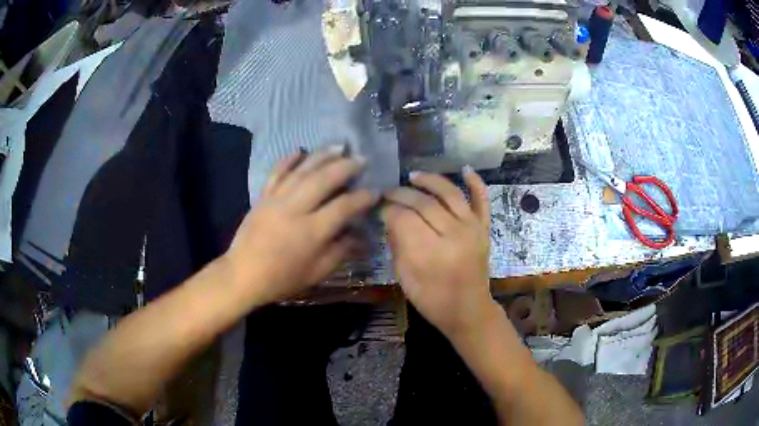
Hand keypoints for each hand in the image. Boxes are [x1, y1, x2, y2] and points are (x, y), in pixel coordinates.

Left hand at [223, 146, 377, 303]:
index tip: (375, 192)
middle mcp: (295, 209)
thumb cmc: (282, 279)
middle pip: (323, 180)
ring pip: (302, 171)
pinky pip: (276, 173)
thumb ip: (341, 252)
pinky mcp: (262, 197)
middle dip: (345, 167)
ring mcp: (276, 200)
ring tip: (339, 147)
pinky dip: (288, 160)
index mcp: (311, 232)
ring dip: (322, 156)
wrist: (243, 275)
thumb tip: (361, 237)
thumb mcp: (317, 272)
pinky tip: (300, 150)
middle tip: (360, 159)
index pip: (343, 207)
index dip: (362, 198)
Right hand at [382, 168, 496, 336]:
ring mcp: (472, 229)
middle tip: (388, 193)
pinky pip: (482, 201)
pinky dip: (476, 183)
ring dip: (430, 181)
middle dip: (402, 194)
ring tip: (413, 176)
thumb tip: (389, 218)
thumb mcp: (404, 278)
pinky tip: (465, 169)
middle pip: (424, 203)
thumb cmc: (432, 300)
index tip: (379, 209)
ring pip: (450, 194)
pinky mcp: (484, 228)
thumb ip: (397, 245)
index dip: (388, 210)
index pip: (404, 218)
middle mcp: (453, 235)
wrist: (468, 310)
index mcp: (430, 253)